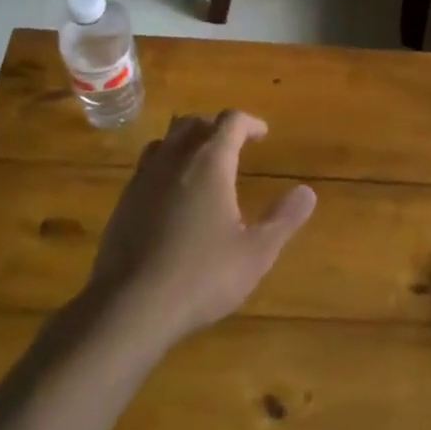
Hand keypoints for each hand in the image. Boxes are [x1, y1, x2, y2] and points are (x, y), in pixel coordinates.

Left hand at [86, 110, 315, 343]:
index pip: (231, 122)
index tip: (262, 134)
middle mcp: (175, 160)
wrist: (129, 308)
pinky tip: (171, 196)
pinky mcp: (123, 203)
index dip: (250, 123)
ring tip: (200, 162)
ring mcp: (143, 180)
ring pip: (165, 141)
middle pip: (193, 123)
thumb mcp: (256, 253)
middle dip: (216, 126)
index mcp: (210, 163)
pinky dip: (165, 167)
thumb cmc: (201, 276)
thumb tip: (307, 192)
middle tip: (233, 143)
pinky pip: (146, 168)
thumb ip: (284, 219)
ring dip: (186, 142)